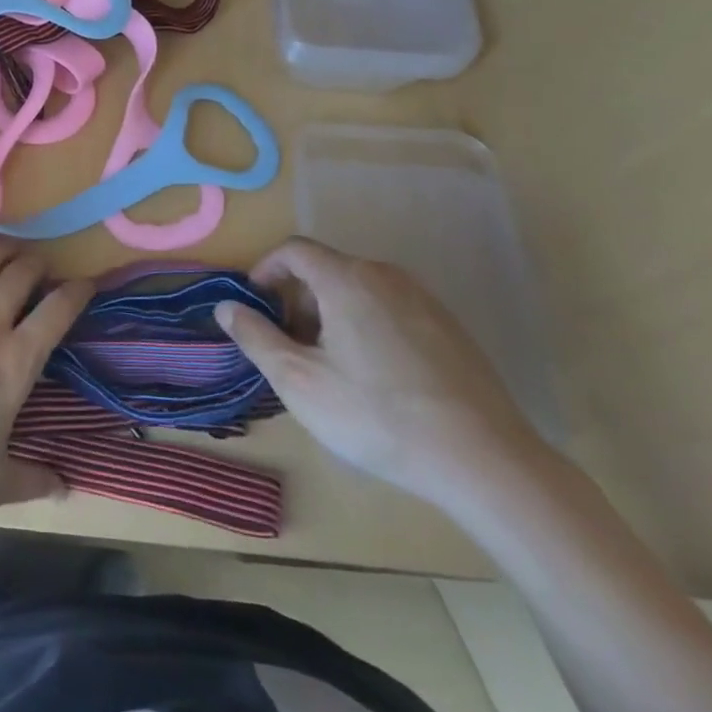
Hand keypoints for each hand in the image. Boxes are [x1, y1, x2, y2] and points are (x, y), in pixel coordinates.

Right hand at [216, 237, 542, 511]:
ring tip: (330, 366)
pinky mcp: (450, 328)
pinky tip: (375, 378)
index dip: (265, 270)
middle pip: (326, 269)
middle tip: (290, 347)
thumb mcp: (298, 381)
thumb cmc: (377, 415)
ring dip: (331, 314)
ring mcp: (424, 300)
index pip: (293, 250)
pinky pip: (391, 310)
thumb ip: (255, 337)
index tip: (255, 307)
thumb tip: (226, 306)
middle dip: (297, 300)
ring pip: (359, 290)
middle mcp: (386, 275)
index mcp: (347, 279)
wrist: (485, 461)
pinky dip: (366, 326)